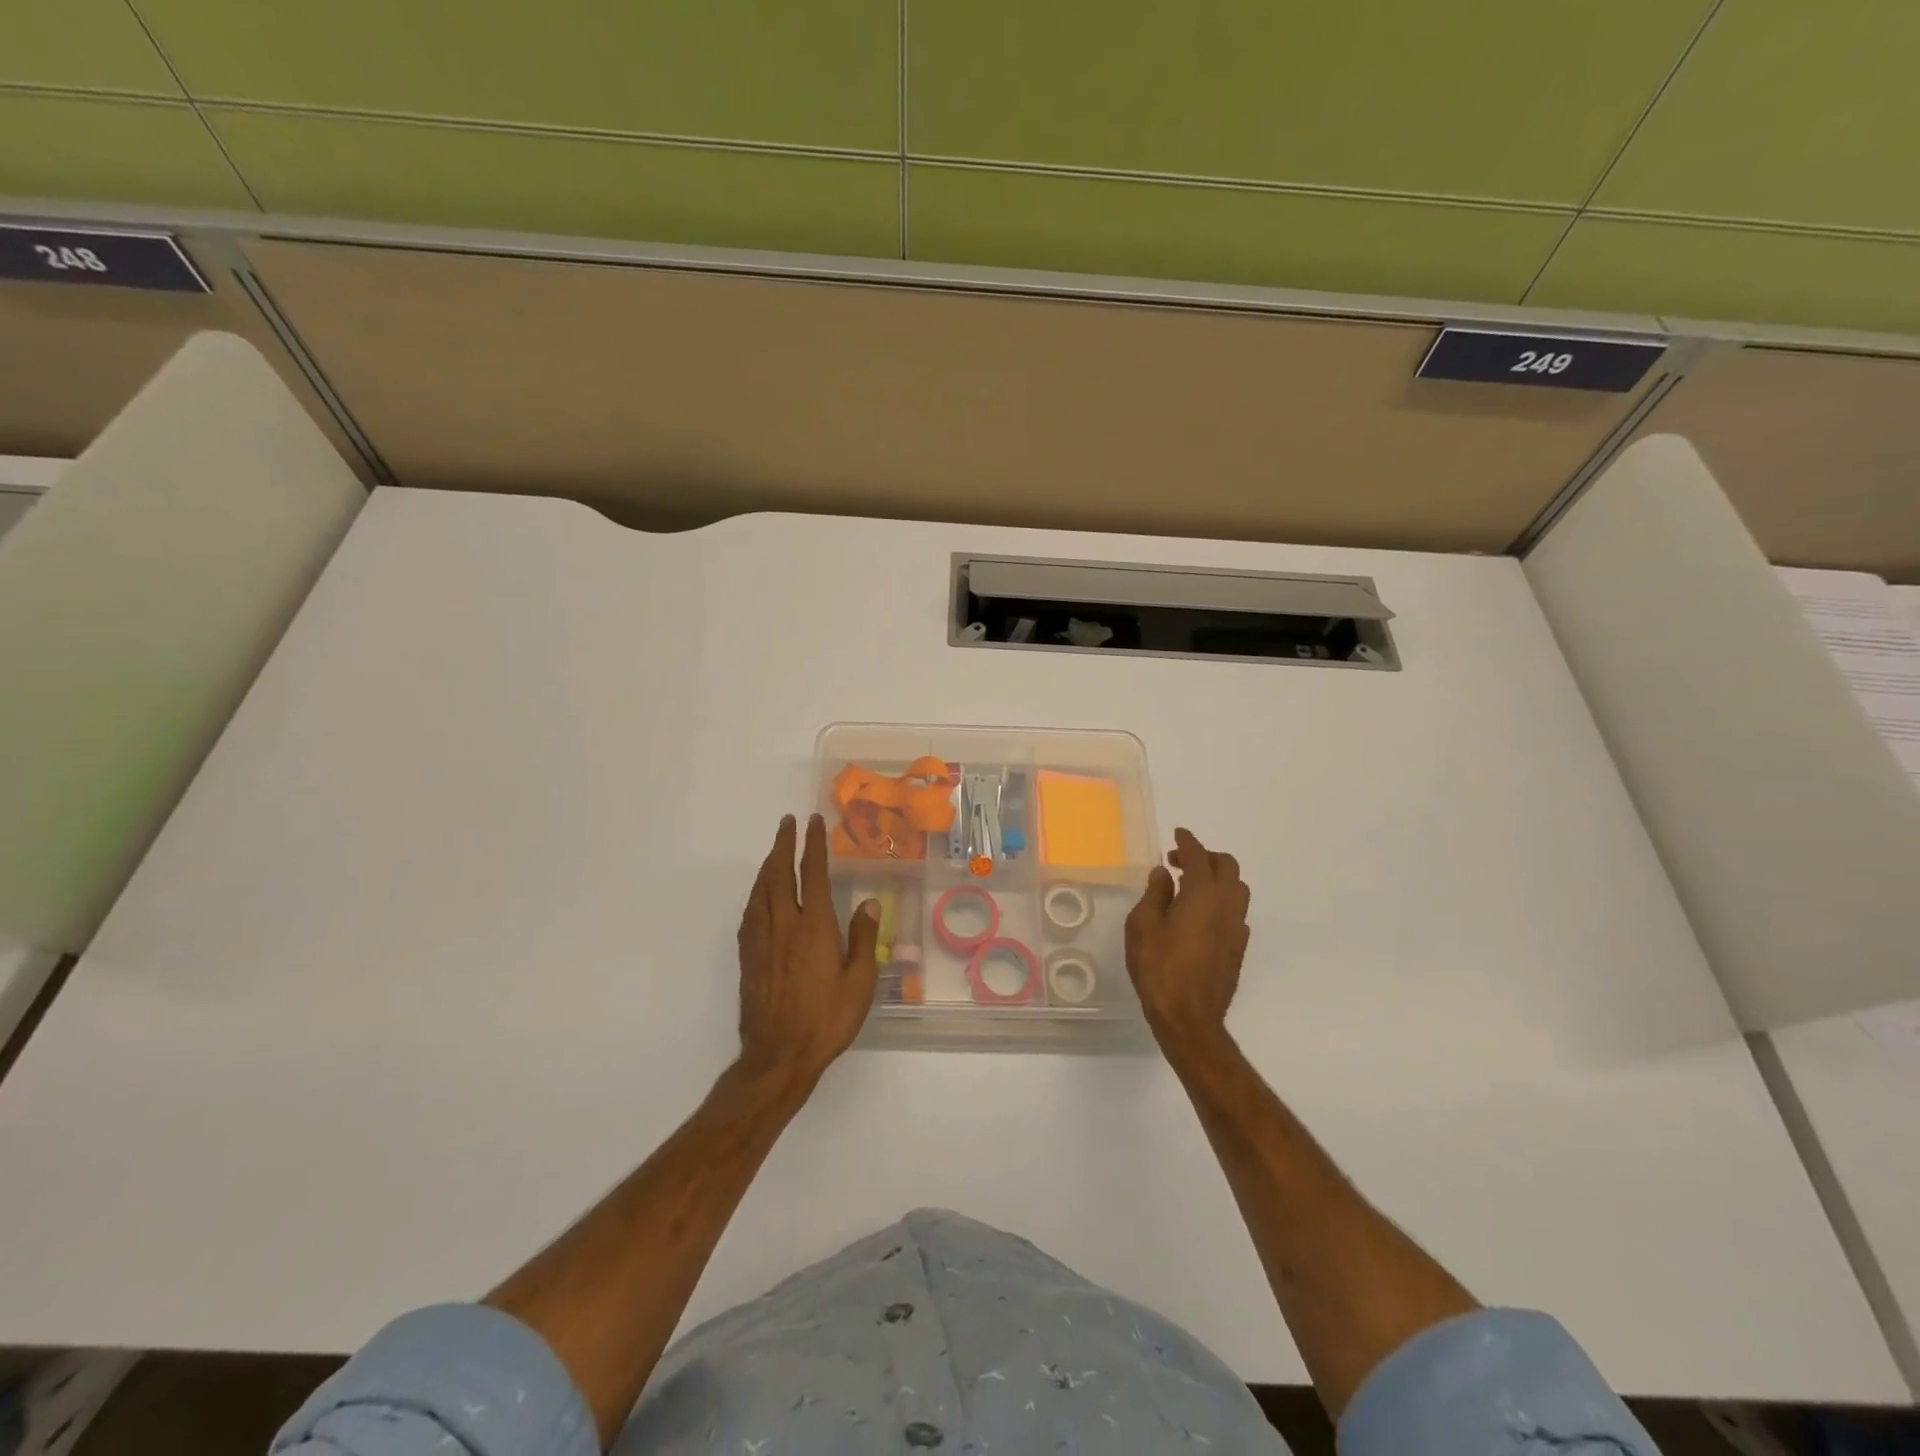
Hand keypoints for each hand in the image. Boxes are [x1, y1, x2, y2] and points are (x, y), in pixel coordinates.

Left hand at [736, 814, 879, 1086]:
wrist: (778, 1056)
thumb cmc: (826, 1020)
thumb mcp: (859, 983)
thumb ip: (863, 939)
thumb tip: (868, 902)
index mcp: (814, 927)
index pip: (813, 874)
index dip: (813, 845)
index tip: (814, 822)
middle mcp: (784, 925)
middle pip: (779, 874)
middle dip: (783, 844)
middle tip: (787, 823)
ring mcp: (761, 940)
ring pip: (760, 890)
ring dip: (767, 864)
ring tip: (775, 850)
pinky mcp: (748, 957)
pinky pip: (750, 912)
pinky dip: (756, 892)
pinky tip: (760, 894)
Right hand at [1124, 827, 1250, 1050]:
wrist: (1189, 1017)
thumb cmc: (1159, 967)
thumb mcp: (1143, 925)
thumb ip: (1155, 894)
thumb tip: (1165, 874)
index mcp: (1203, 894)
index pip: (1198, 855)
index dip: (1187, 841)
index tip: (1178, 833)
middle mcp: (1227, 904)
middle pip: (1227, 866)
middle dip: (1205, 856)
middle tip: (1179, 861)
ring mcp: (1237, 927)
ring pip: (1237, 888)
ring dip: (1217, 878)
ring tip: (1191, 886)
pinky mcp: (1239, 947)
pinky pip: (1235, 911)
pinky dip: (1221, 900)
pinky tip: (1201, 914)